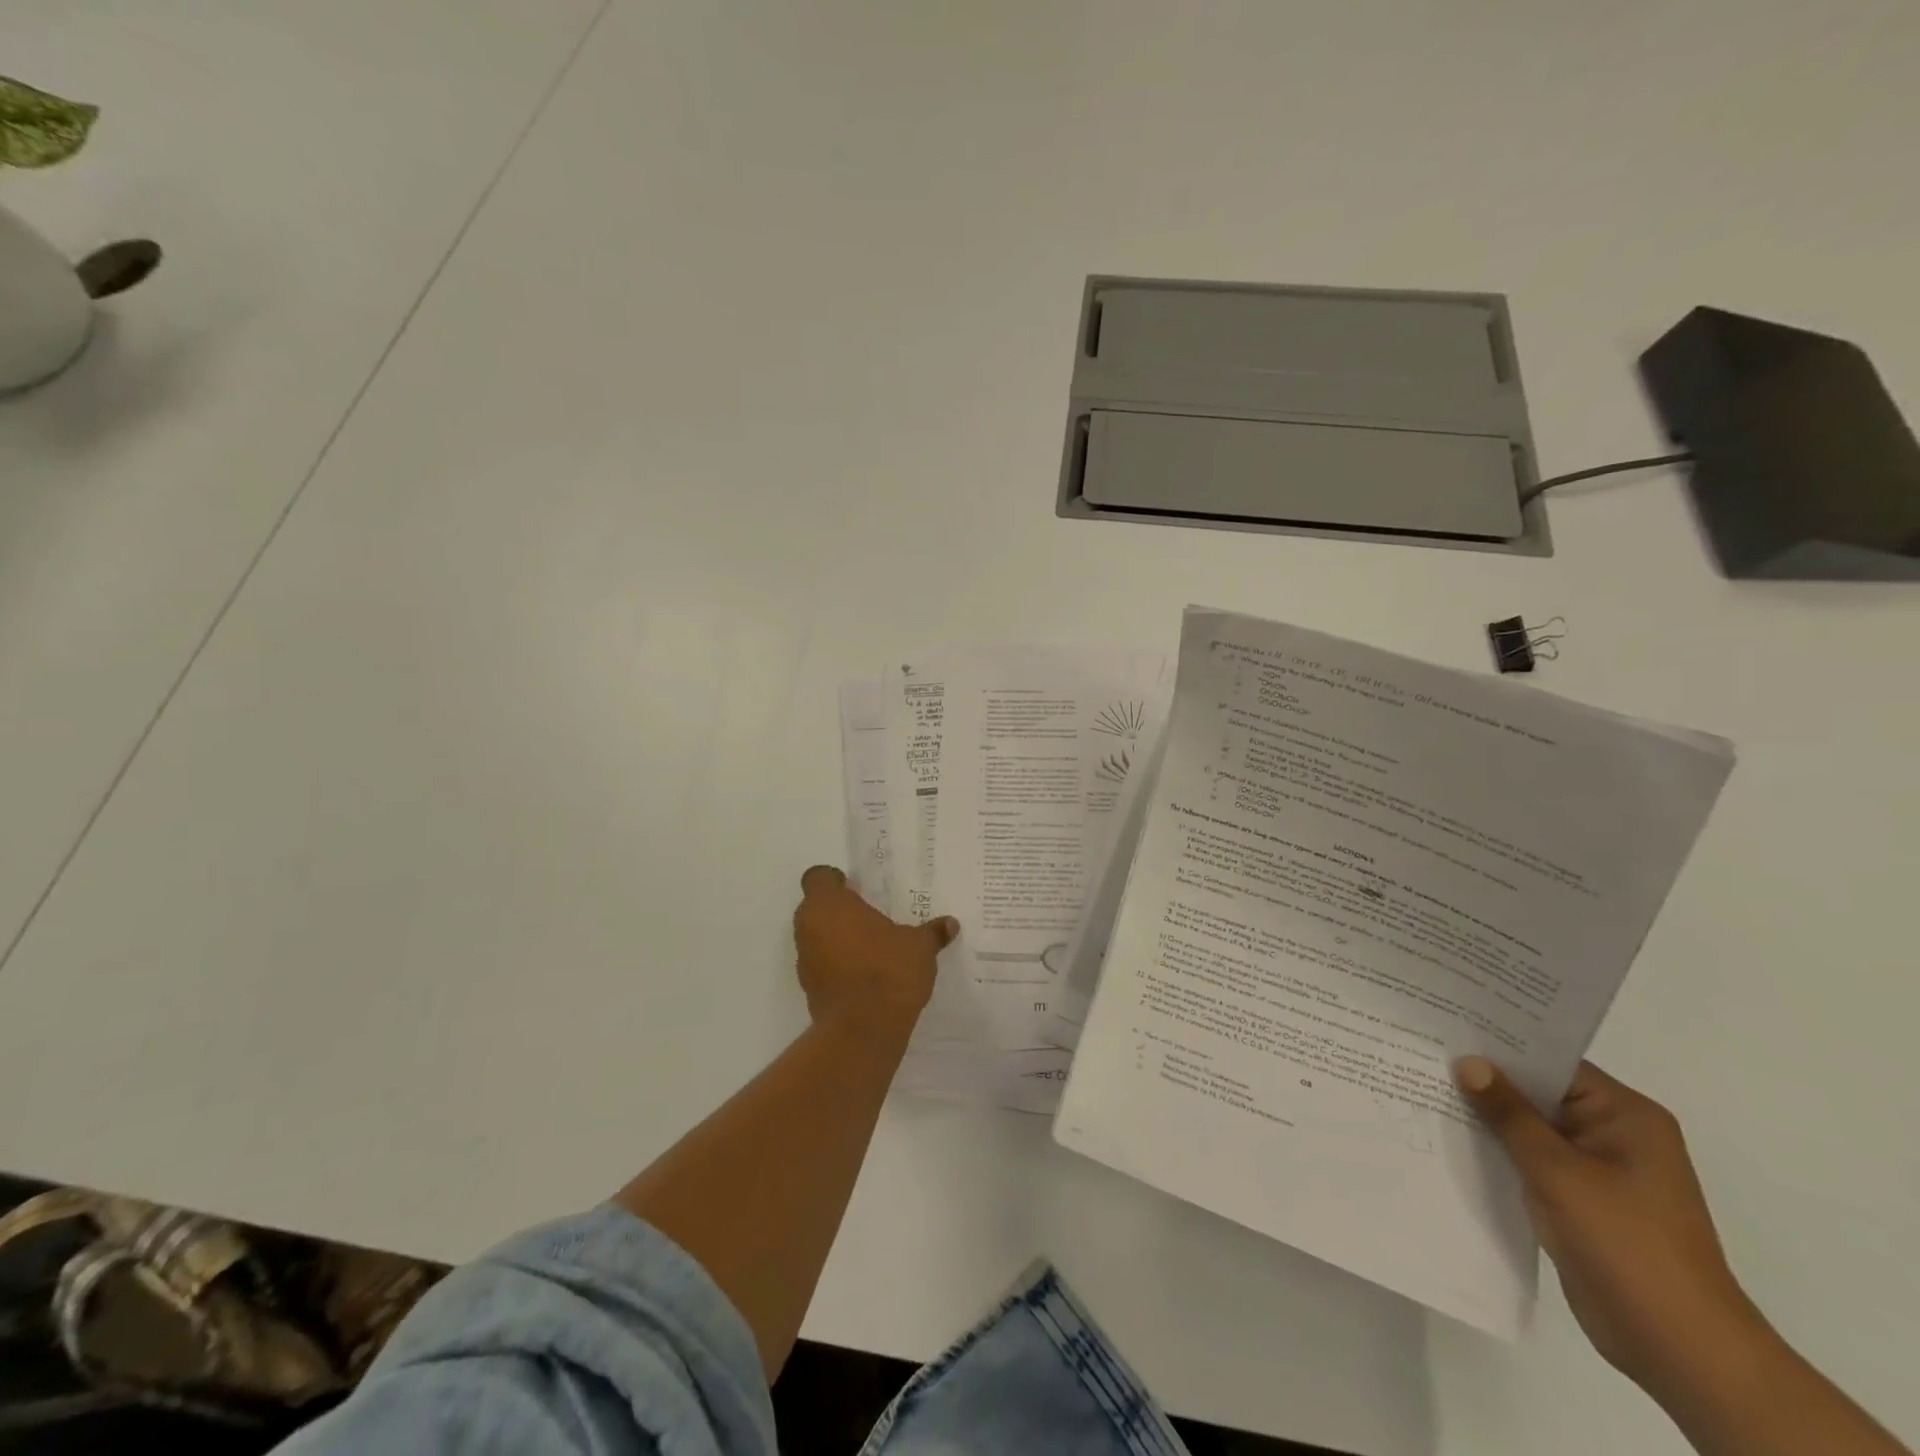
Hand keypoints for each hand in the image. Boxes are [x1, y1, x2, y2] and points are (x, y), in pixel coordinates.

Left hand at [792, 865, 957, 1039]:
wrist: (863, 1031)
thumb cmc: (888, 971)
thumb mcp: (919, 947)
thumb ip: (932, 932)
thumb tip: (950, 924)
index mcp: (829, 905)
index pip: (818, 877)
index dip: (835, 880)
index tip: (858, 890)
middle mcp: (808, 927)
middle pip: (816, 907)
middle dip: (840, 910)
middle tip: (871, 916)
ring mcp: (805, 960)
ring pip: (817, 937)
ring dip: (837, 938)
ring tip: (872, 947)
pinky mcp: (809, 989)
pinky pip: (822, 965)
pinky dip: (838, 965)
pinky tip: (867, 974)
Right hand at [1456, 1058, 1766, 1399]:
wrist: (1679, 1349)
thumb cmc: (1626, 1244)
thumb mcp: (1558, 1171)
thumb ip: (1509, 1114)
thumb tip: (1468, 1062)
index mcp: (1625, 1115)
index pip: (1551, 1061)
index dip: (1499, 1044)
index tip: (1444, 1027)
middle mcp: (1614, 1133)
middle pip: (1538, 1091)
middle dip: (1485, 1080)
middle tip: (1422, 1052)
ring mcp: (1597, 1169)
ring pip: (1530, 1127)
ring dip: (1487, 1117)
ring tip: (1422, 1088)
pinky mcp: (1580, 1199)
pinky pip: (1530, 1159)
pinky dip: (1497, 1150)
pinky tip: (1449, 1138)